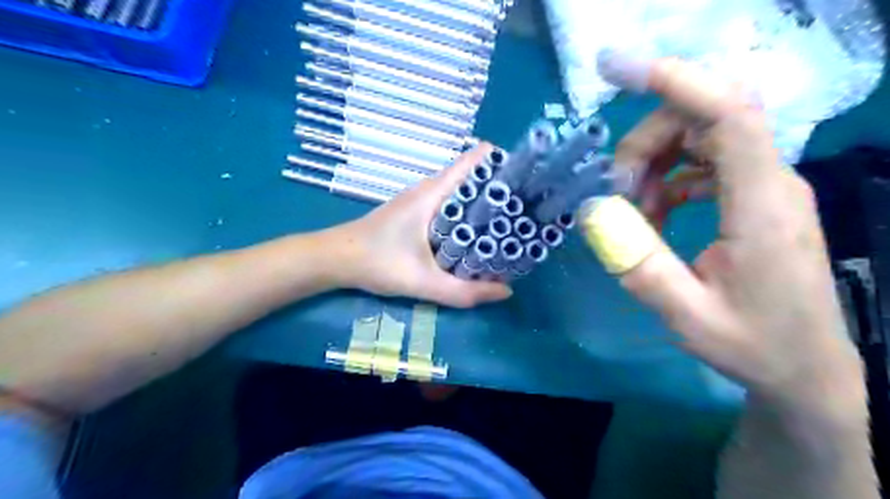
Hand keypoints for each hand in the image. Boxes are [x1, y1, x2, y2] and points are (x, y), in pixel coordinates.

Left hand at [323, 143, 510, 307]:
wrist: (335, 259)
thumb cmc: (376, 262)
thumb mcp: (422, 282)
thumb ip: (463, 292)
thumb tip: (506, 291)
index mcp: (433, 193)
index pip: (474, 160)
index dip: (502, 163)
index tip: (528, 178)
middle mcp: (429, 189)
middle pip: (473, 176)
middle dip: (501, 188)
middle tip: (528, 207)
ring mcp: (421, 199)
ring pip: (462, 191)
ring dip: (485, 202)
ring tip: (512, 220)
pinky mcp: (416, 211)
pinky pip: (451, 204)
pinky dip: (468, 213)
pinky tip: (478, 234)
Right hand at [594, 50, 865, 415]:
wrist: (804, 366)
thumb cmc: (751, 344)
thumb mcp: (686, 315)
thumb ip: (639, 265)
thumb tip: (593, 213)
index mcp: (761, 206)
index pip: (728, 114)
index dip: (676, 81)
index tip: (619, 70)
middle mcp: (770, 181)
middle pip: (702, 119)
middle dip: (645, 143)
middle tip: (616, 193)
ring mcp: (764, 185)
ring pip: (700, 137)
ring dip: (655, 163)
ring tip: (635, 211)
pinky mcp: (754, 196)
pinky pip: (705, 162)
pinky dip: (669, 178)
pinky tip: (655, 213)